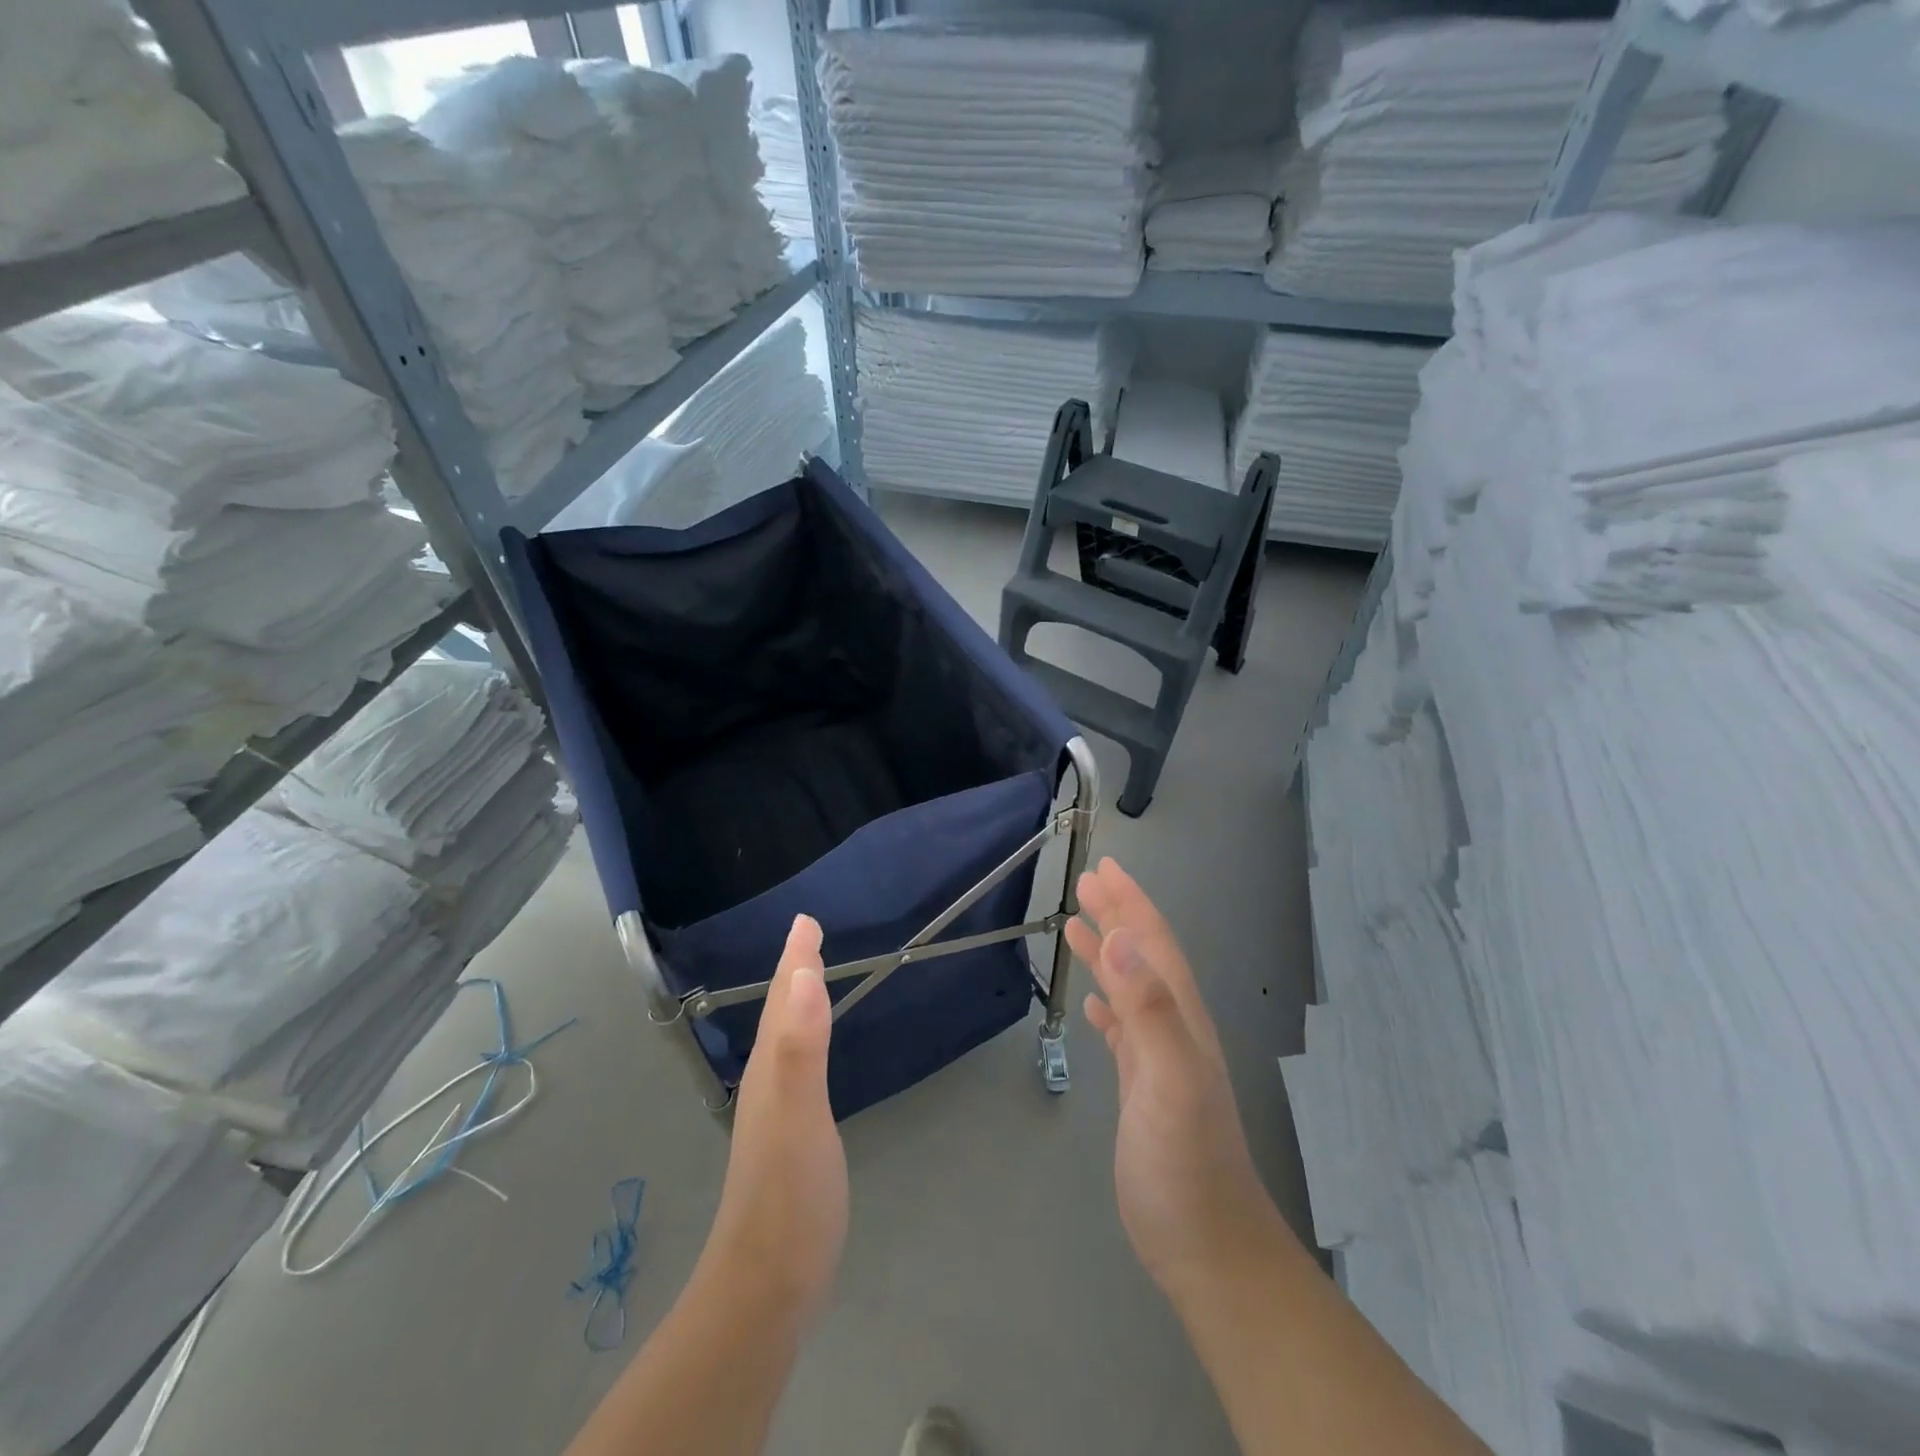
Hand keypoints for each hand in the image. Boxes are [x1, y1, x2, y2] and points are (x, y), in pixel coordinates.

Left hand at [702, 914, 847, 1320]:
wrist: (767, 1286)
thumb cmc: (789, 1196)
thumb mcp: (800, 1115)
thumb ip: (801, 1046)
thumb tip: (803, 975)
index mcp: (771, 1069)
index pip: (783, 1000)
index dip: (795, 959)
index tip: (805, 921)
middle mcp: (767, 1082)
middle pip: (779, 1013)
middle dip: (793, 972)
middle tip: (807, 939)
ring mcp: (774, 1113)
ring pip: (784, 1038)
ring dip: (794, 1002)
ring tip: (807, 980)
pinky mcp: (788, 1138)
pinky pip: (795, 1066)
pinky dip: (803, 1040)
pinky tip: (808, 1053)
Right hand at [1068, 859, 1284, 1299]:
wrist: (1207, 1245)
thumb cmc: (1186, 1162)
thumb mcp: (1171, 1079)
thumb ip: (1149, 1008)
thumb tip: (1121, 940)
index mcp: (1181, 1017)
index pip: (1153, 944)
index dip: (1131, 904)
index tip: (1104, 869)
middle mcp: (1173, 1028)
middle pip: (1143, 957)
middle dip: (1117, 915)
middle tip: (1086, 883)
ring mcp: (1160, 1059)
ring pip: (1131, 988)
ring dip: (1107, 953)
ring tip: (1076, 928)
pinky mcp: (1144, 1088)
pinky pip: (1123, 1029)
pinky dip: (1108, 1005)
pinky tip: (1093, 1005)